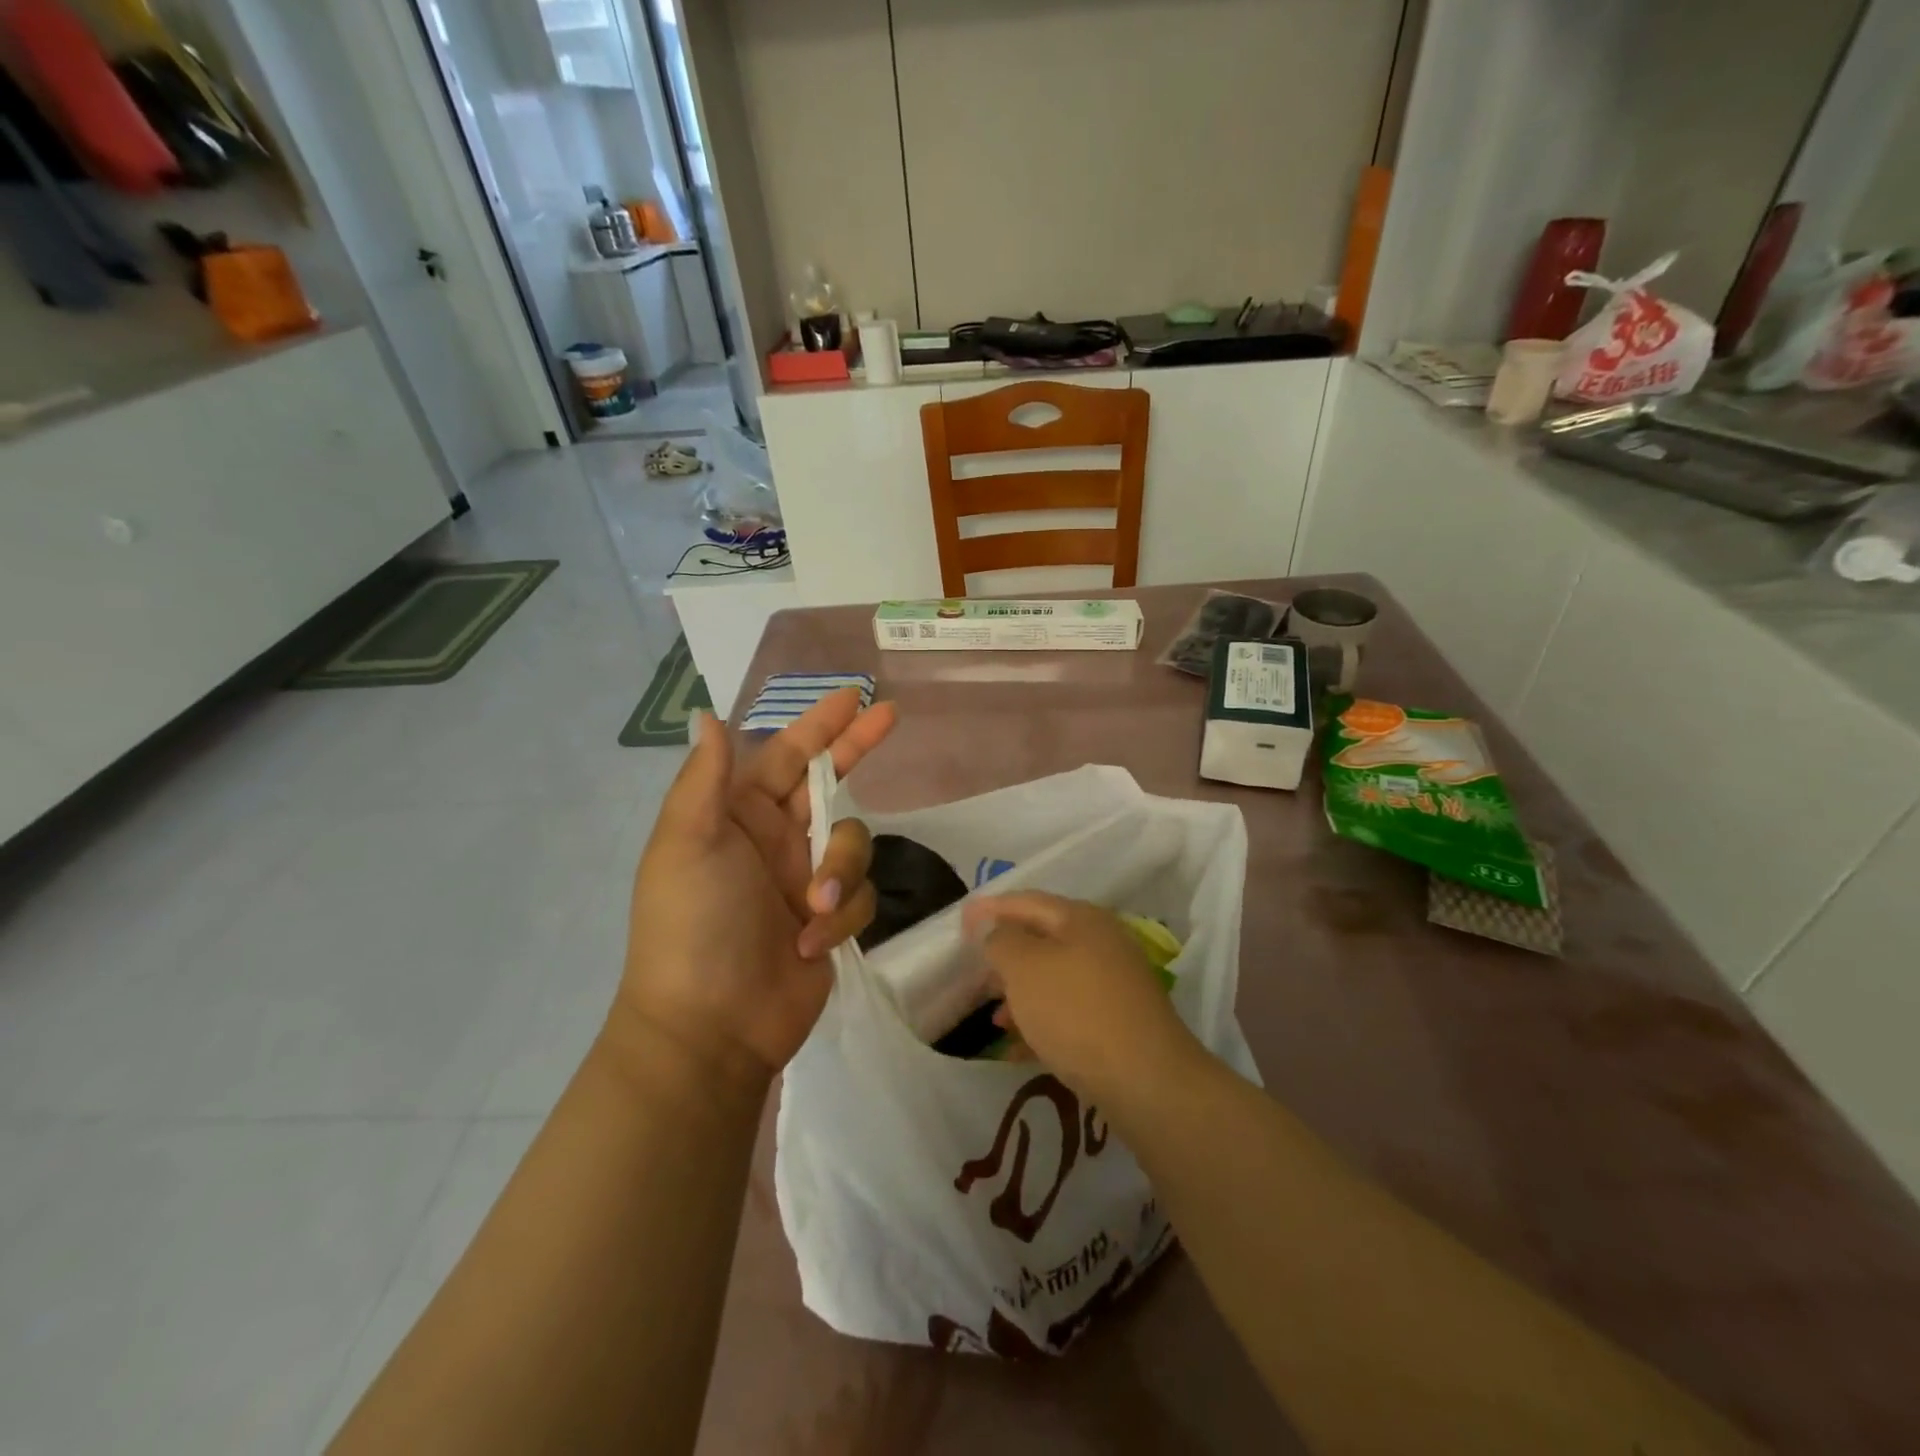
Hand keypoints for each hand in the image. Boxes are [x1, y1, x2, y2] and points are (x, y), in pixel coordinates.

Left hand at [614, 688, 897, 1087]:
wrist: (711, 1028)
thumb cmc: (693, 926)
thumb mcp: (687, 844)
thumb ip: (704, 779)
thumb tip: (707, 715)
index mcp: (737, 816)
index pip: (786, 755)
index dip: (818, 724)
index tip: (853, 696)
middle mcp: (774, 840)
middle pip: (829, 783)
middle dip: (855, 750)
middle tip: (890, 714)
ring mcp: (804, 880)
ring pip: (853, 845)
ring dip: (840, 872)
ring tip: (810, 910)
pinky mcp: (829, 921)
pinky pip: (859, 897)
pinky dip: (840, 918)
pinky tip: (810, 945)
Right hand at [962, 892, 1203, 1105]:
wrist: (1147, 1080)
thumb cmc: (1076, 1012)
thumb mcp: (1025, 969)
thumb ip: (1002, 940)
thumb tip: (995, 928)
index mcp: (1081, 919)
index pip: (1027, 901)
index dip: (991, 908)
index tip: (961, 921)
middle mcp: (1102, 943)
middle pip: (1043, 939)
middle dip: (1005, 955)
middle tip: (973, 970)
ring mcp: (1114, 984)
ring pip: (1055, 979)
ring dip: (1021, 993)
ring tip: (993, 1016)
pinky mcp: (1119, 1022)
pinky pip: (1070, 1012)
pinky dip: (1042, 1022)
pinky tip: (1018, 1048)